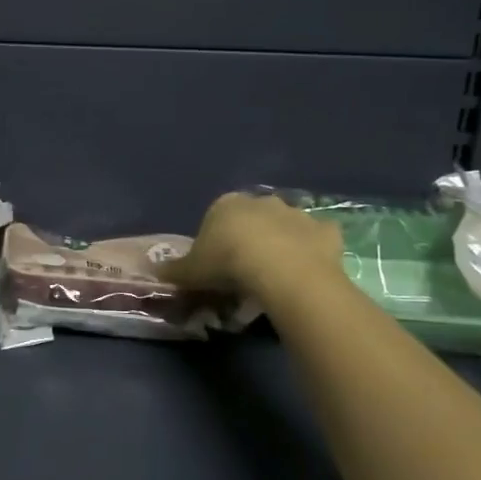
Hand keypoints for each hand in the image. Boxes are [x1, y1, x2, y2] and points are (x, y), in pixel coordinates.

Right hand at [161, 192, 344, 301]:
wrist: (281, 270)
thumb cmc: (227, 263)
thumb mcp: (190, 271)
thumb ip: (173, 271)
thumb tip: (154, 273)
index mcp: (226, 204)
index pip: (216, 218)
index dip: (215, 242)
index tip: (216, 267)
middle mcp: (262, 201)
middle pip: (252, 219)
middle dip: (250, 239)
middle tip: (245, 273)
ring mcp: (297, 213)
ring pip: (286, 228)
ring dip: (282, 245)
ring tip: (275, 278)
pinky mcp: (326, 231)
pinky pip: (316, 241)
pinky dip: (312, 253)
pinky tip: (304, 274)